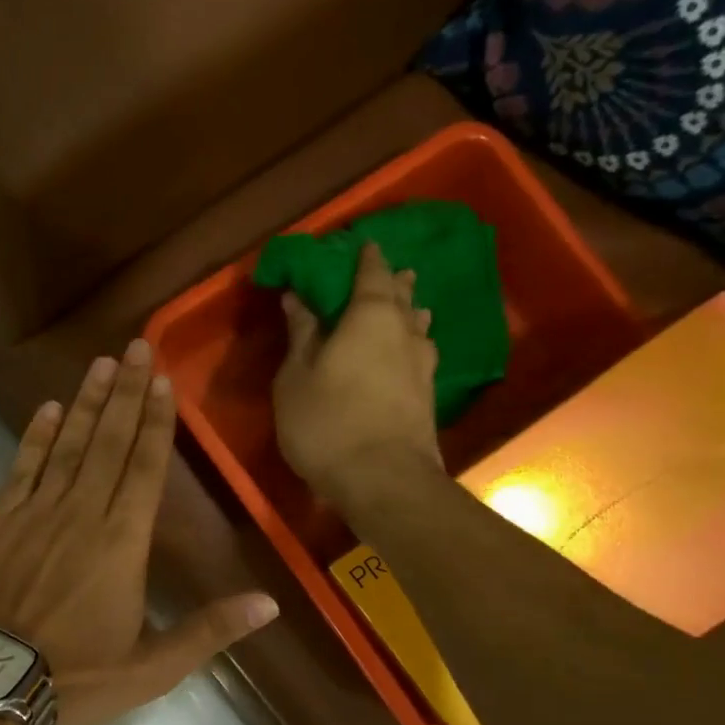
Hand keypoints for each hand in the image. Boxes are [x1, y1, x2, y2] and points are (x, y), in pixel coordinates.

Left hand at [0, 339, 278, 724]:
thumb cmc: (75, 681)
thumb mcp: (152, 669)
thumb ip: (209, 631)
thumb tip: (269, 604)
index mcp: (121, 545)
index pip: (145, 469)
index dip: (155, 422)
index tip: (162, 380)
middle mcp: (80, 516)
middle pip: (108, 444)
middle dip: (125, 394)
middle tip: (135, 346)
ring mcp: (33, 515)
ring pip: (66, 447)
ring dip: (84, 404)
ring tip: (100, 364)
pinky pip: (19, 470)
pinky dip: (34, 438)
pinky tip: (45, 409)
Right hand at [273, 242, 442, 506]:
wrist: (384, 480)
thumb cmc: (327, 422)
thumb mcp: (295, 377)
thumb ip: (300, 335)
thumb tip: (298, 297)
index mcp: (369, 316)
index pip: (371, 274)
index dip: (365, 258)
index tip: (361, 244)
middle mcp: (403, 331)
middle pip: (400, 296)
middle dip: (392, 281)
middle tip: (386, 270)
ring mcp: (422, 364)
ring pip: (417, 325)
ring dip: (408, 311)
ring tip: (404, 305)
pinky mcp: (428, 394)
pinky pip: (419, 352)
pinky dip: (410, 342)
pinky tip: (407, 351)